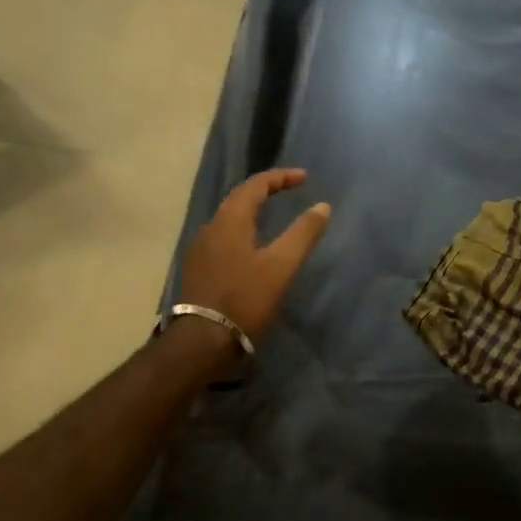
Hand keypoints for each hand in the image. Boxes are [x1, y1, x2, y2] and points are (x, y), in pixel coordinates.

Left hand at [178, 168, 331, 339]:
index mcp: (230, 220)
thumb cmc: (244, 300)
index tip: (304, 178)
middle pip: (239, 198)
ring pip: (229, 217)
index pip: (256, 185)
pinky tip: (252, 245)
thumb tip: (322, 206)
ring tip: (274, 213)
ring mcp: (201, 249)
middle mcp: (211, 227)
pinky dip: (243, 228)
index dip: (281, 177)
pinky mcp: (198, 268)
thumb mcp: (281, 266)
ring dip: (252, 209)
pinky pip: (223, 235)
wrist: (201, 343)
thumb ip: (303, 234)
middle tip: (290, 189)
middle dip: (266, 189)